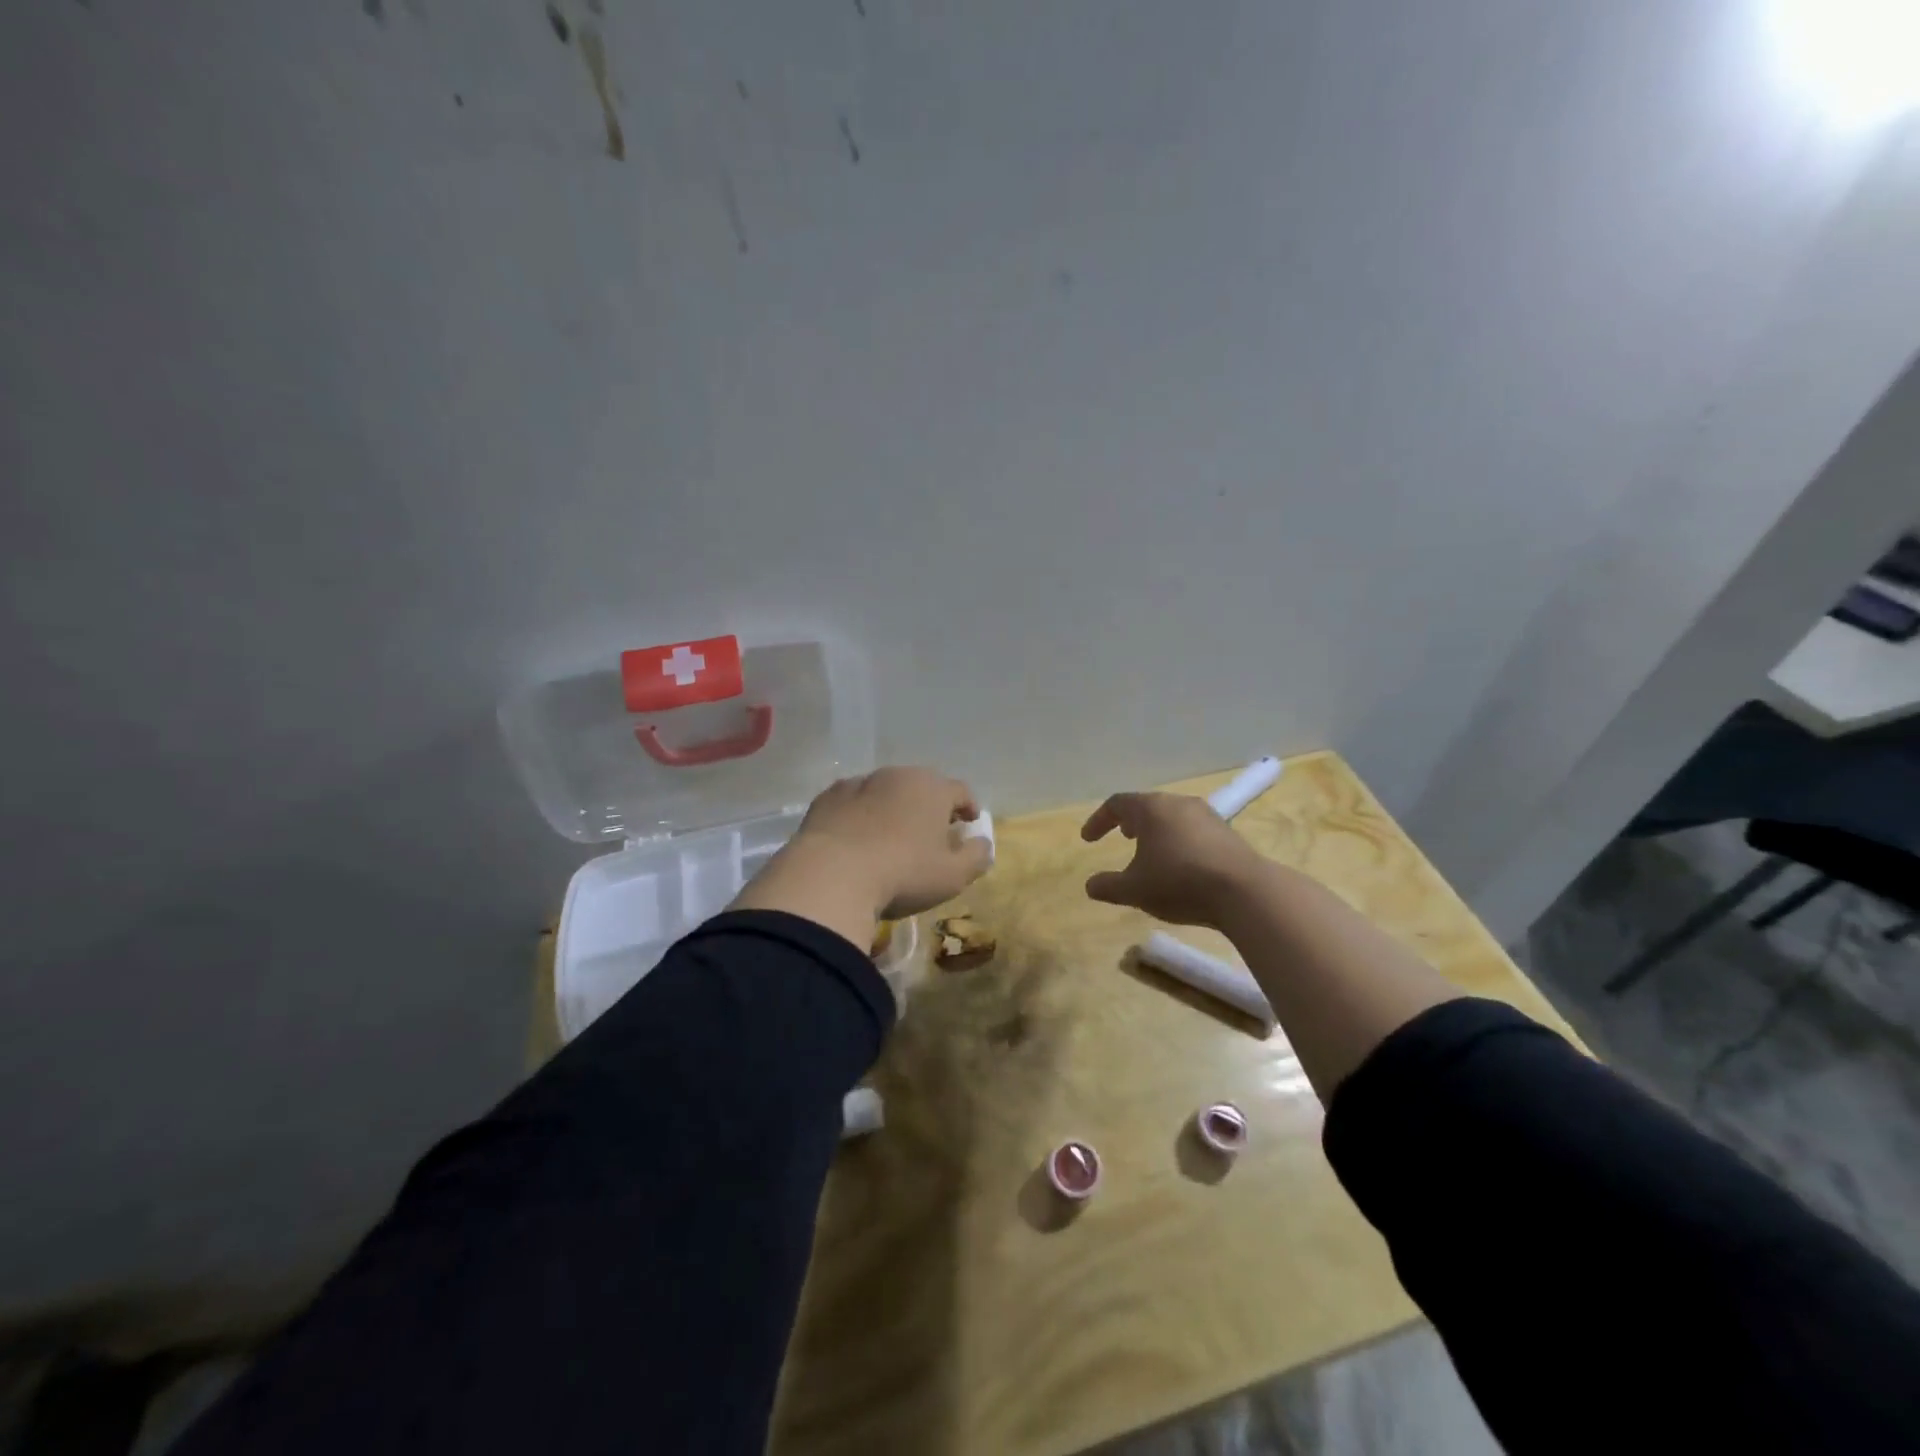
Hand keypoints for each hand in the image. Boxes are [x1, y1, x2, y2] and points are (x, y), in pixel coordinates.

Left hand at [792, 767, 992, 917]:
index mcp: (932, 788)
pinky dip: (859, 815)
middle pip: (921, 786)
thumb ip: (976, 856)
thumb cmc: (903, 873)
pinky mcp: (826, 798)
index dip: (967, 807)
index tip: (969, 823)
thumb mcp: (953, 876)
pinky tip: (856, 839)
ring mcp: (858, 783)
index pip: (959, 790)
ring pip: (884, 791)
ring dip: (892, 808)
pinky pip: (851, 802)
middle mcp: (896, 775)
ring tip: (891, 835)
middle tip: (931, 830)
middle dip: (929, 805)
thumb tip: (982, 843)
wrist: (831, 875)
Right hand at [1080, 791, 1267, 927]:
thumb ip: (1108, 886)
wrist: (1245, 891)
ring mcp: (1207, 815)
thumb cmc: (1179, 882)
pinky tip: (1181, 864)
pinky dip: (1179, 840)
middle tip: (1122, 836)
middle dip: (1131, 821)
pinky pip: (1194, 830)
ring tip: (1151, 851)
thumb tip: (1090, 885)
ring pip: (1173, 816)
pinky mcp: (1228, 833)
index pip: (1117, 804)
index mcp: (1151, 808)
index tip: (1088, 839)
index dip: (1099, 820)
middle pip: (1147, 805)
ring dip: (1157, 831)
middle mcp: (1178, 803)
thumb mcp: (1134, 890)